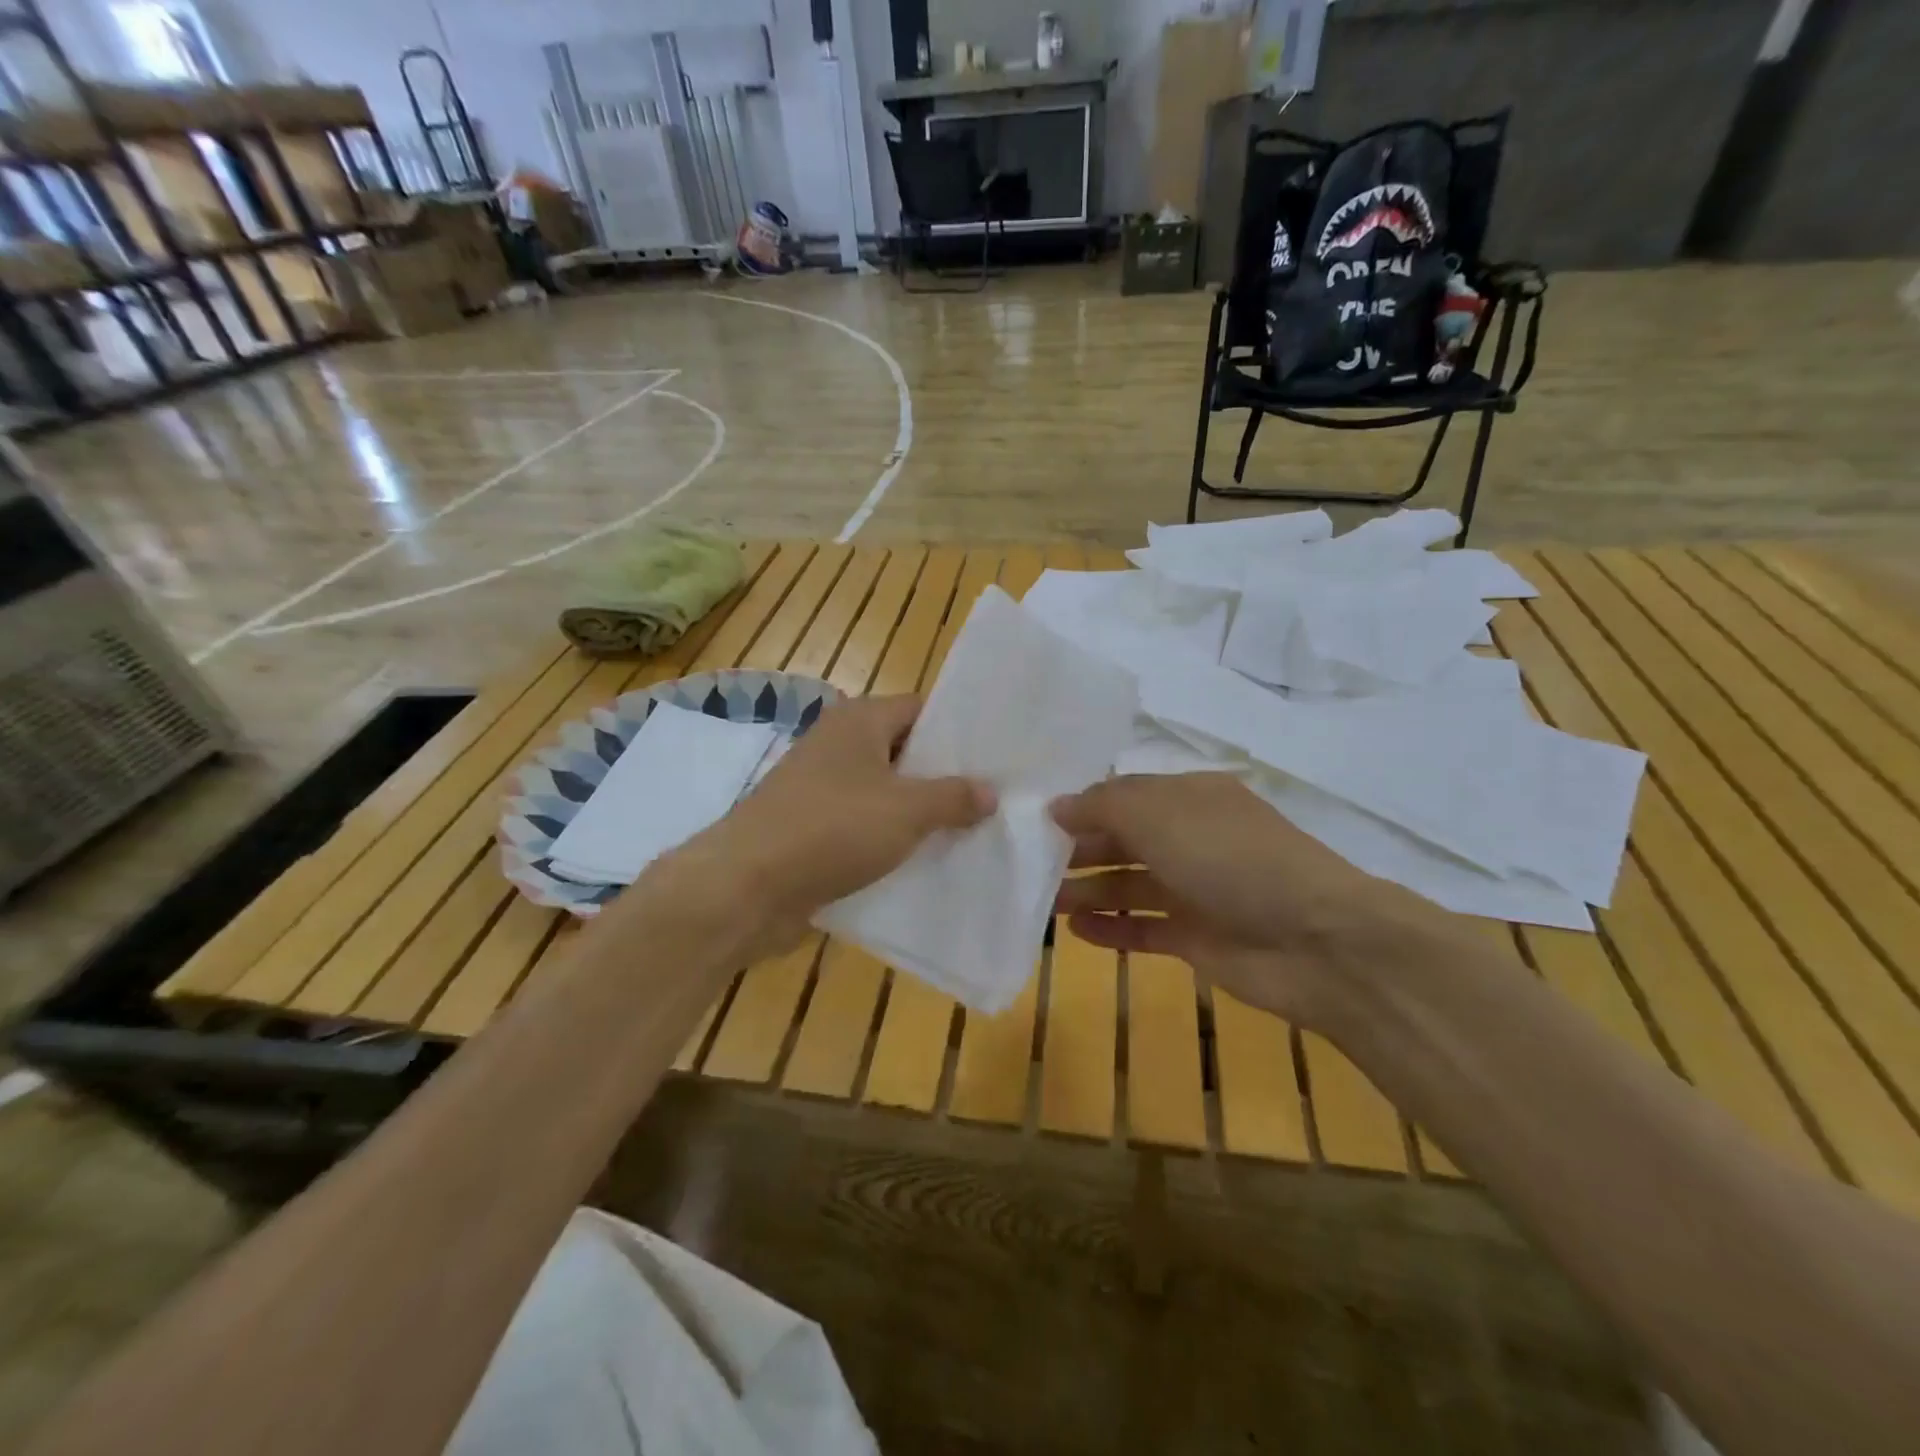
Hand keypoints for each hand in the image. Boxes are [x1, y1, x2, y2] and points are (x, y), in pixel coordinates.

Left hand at [655, 695, 993, 957]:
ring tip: (970, 833)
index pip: (923, 709)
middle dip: (945, 778)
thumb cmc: (832, 829)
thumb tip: (990, 792)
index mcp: (860, 720)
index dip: (960, 732)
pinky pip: (864, 825)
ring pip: (886, 793)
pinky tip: (925, 862)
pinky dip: (891, 839)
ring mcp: (822, 787)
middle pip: (906, 752)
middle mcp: (839, 744)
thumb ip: (953, 797)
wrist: (746, 886)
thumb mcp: (906, 810)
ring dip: (920, 813)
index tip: (998, 758)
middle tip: (994, 800)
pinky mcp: (813, 827)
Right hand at [1050, 774, 1458, 1026]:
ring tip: (1043, 903)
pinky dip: (1113, 929)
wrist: (1315, 941)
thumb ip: (1102, 806)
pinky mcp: (1198, 938)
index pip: (1124, 795)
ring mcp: (1196, 890)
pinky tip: (1077, 933)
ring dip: (1088, 891)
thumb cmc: (1229, 859)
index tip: (1034, 820)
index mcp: (1189, 797)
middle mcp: (1192, 838)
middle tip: (1028, 865)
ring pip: (1129, 884)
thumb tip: (1057, 805)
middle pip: (1123, 840)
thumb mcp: (1159, 815)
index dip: (1081, 806)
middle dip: (1078, 850)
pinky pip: (1145, 928)